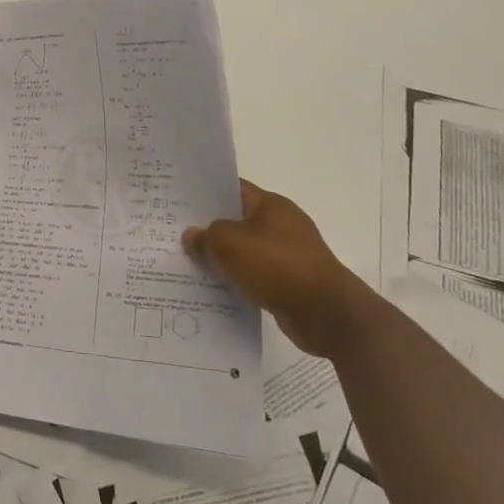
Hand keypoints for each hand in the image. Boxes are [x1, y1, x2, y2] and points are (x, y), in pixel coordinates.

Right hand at [182, 180, 373, 358]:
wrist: (327, 314)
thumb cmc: (277, 266)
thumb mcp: (229, 243)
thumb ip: (205, 236)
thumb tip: (192, 237)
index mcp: (271, 204)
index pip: (232, 188)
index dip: (205, 193)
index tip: (178, 201)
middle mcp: (282, 224)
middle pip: (237, 220)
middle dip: (209, 228)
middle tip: (175, 233)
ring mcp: (289, 254)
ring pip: (245, 250)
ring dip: (222, 258)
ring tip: (189, 263)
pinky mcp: (291, 282)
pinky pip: (255, 275)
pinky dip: (238, 279)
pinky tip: (215, 288)